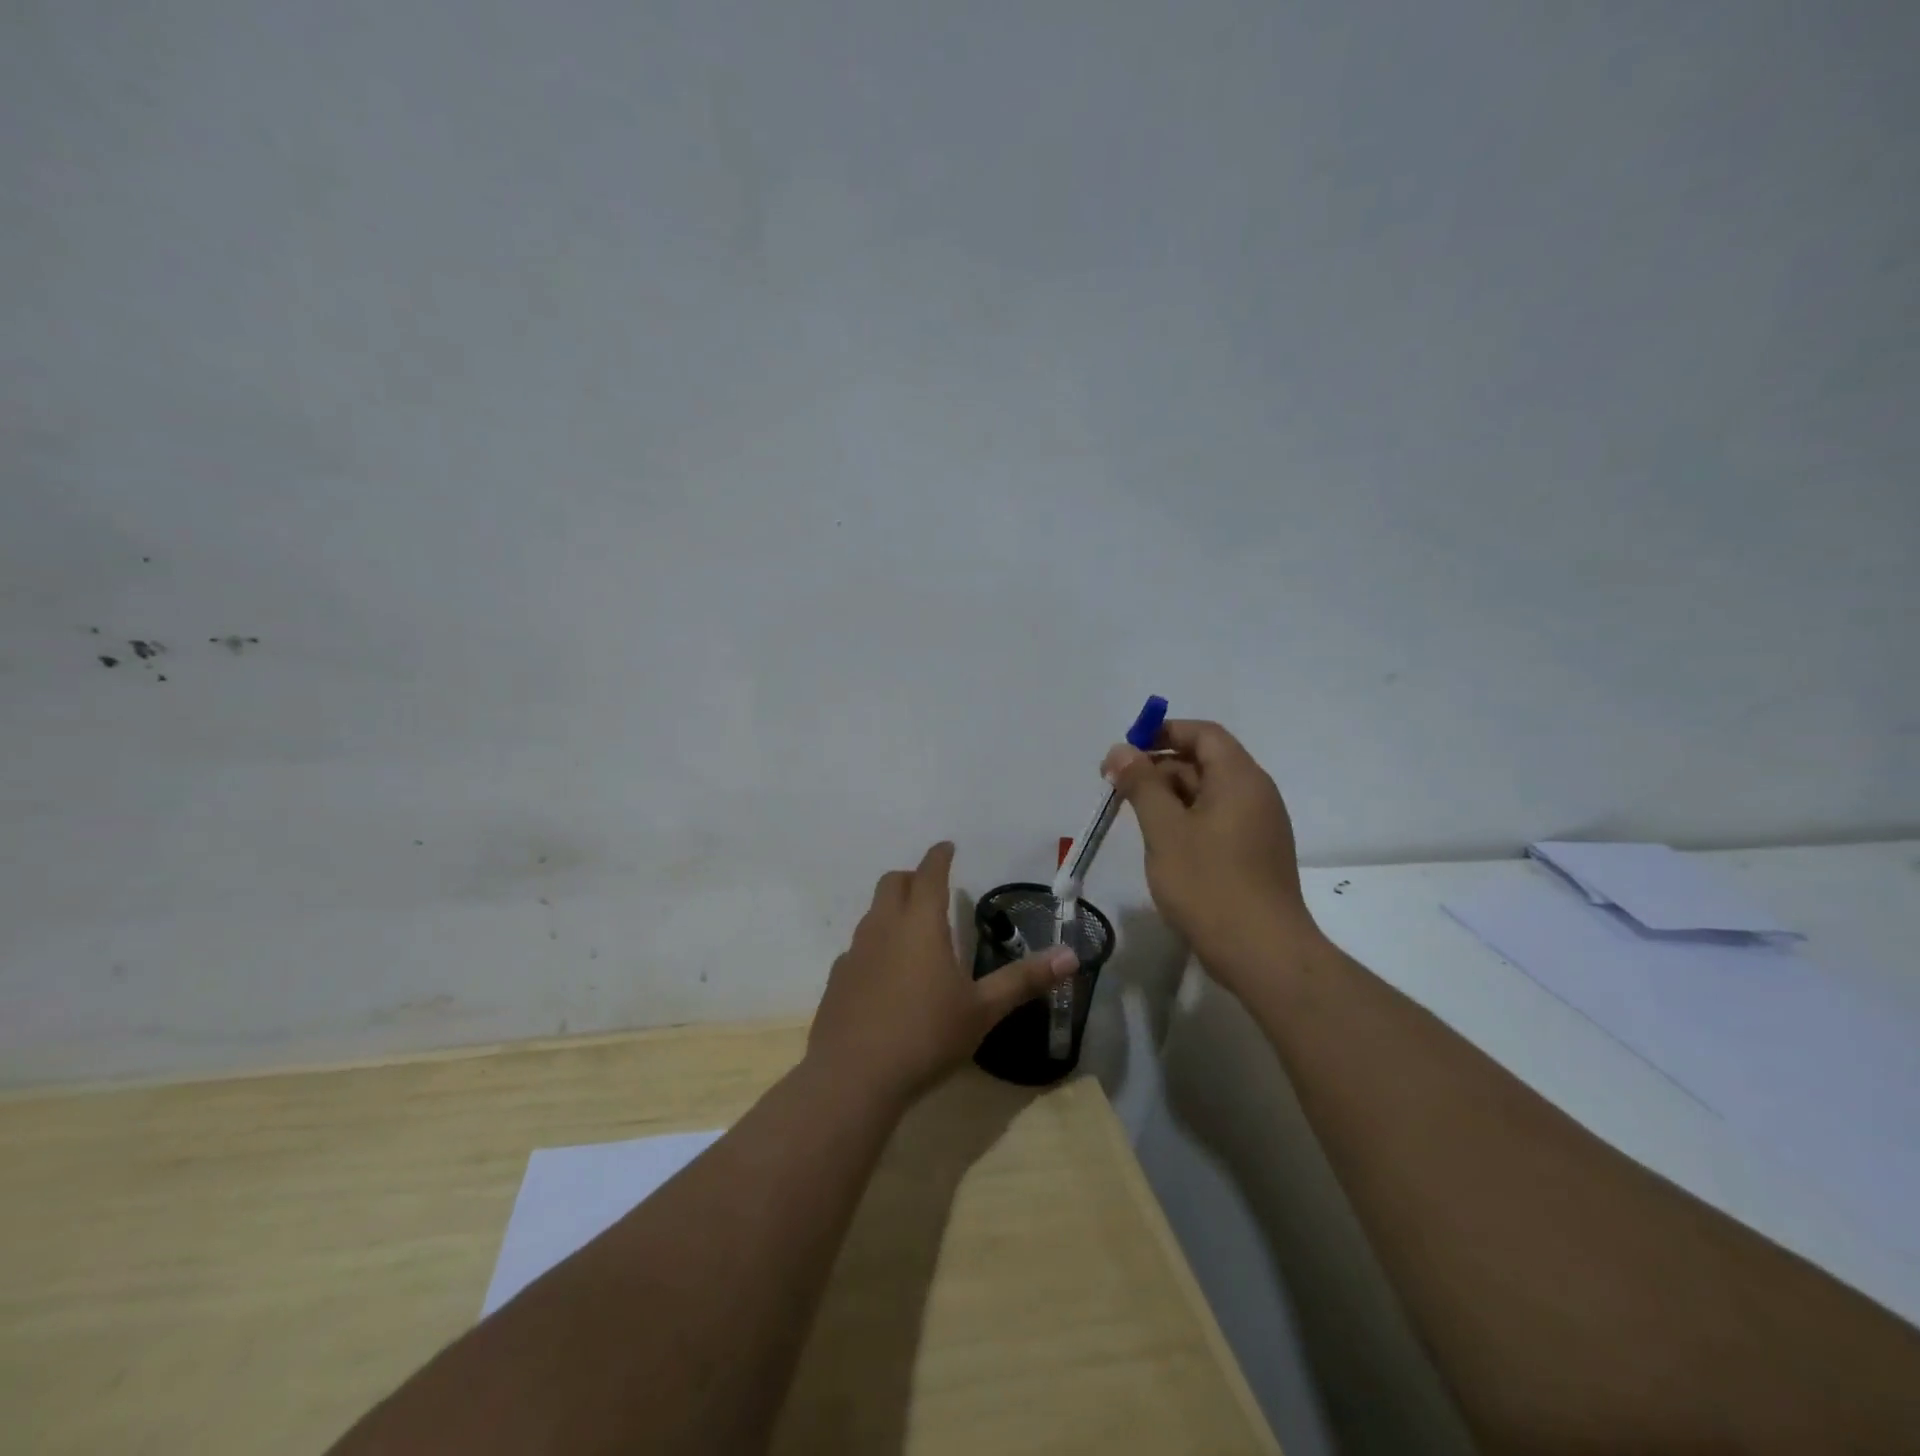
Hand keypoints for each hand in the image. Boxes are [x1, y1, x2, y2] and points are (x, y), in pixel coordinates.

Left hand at [808, 842, 1078, 1102]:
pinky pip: (858, 948)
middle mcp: (884, 927)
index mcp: (920, 924)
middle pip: (892, 883)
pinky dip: (875, 947)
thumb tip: (1071, 956)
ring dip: (892, 910)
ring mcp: (855, 952)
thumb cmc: (926, 1036)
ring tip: (912, 933)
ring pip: (872, 913)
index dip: (939, 856)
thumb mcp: (982, 1010)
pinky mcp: (837, 979)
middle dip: (912, 877)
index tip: (947, 847)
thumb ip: (1023, 980)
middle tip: (931, 888)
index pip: (929, 873)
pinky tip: (886, 976)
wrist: (853, 1078)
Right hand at [1102, 720, 1319, 990]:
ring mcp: (1258, 827)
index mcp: (1240, 778)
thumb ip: (1141, 784)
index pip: (1203, 734)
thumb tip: (1122, 750)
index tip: (1125, 750)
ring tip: (1132, 816)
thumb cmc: (1209, 884)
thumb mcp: (1165, 829)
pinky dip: (1185, 820)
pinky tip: (1161, 843)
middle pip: (1204, 762)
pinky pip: (1216, 821)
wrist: (1263, 953)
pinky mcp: (1254, 855)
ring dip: (1168, 796)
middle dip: (1158, 767)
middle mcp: (1256, 794)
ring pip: (1207, 794)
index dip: (1163, 732)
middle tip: (1116, 787)